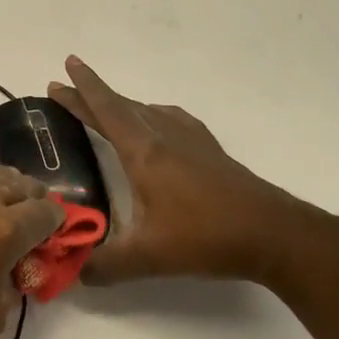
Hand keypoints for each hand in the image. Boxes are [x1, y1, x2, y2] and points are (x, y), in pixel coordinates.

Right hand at [48, 56, 326, 288]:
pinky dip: (152, 115)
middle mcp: (165, 137)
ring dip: (121, 106)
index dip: (83, 89)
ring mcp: (191, 141)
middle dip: (91, 95)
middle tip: (65, 88)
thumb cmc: (206, 237)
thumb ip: (106, 265)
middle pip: (122, 107)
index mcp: (144, 153)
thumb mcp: (148, 257)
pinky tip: (158, 126)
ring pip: (147, 112)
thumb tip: (74, 273)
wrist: (273, 234)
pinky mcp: (210, 151)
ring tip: (104, 108)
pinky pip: (172, 120)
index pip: (106, 111)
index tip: (67, 65)